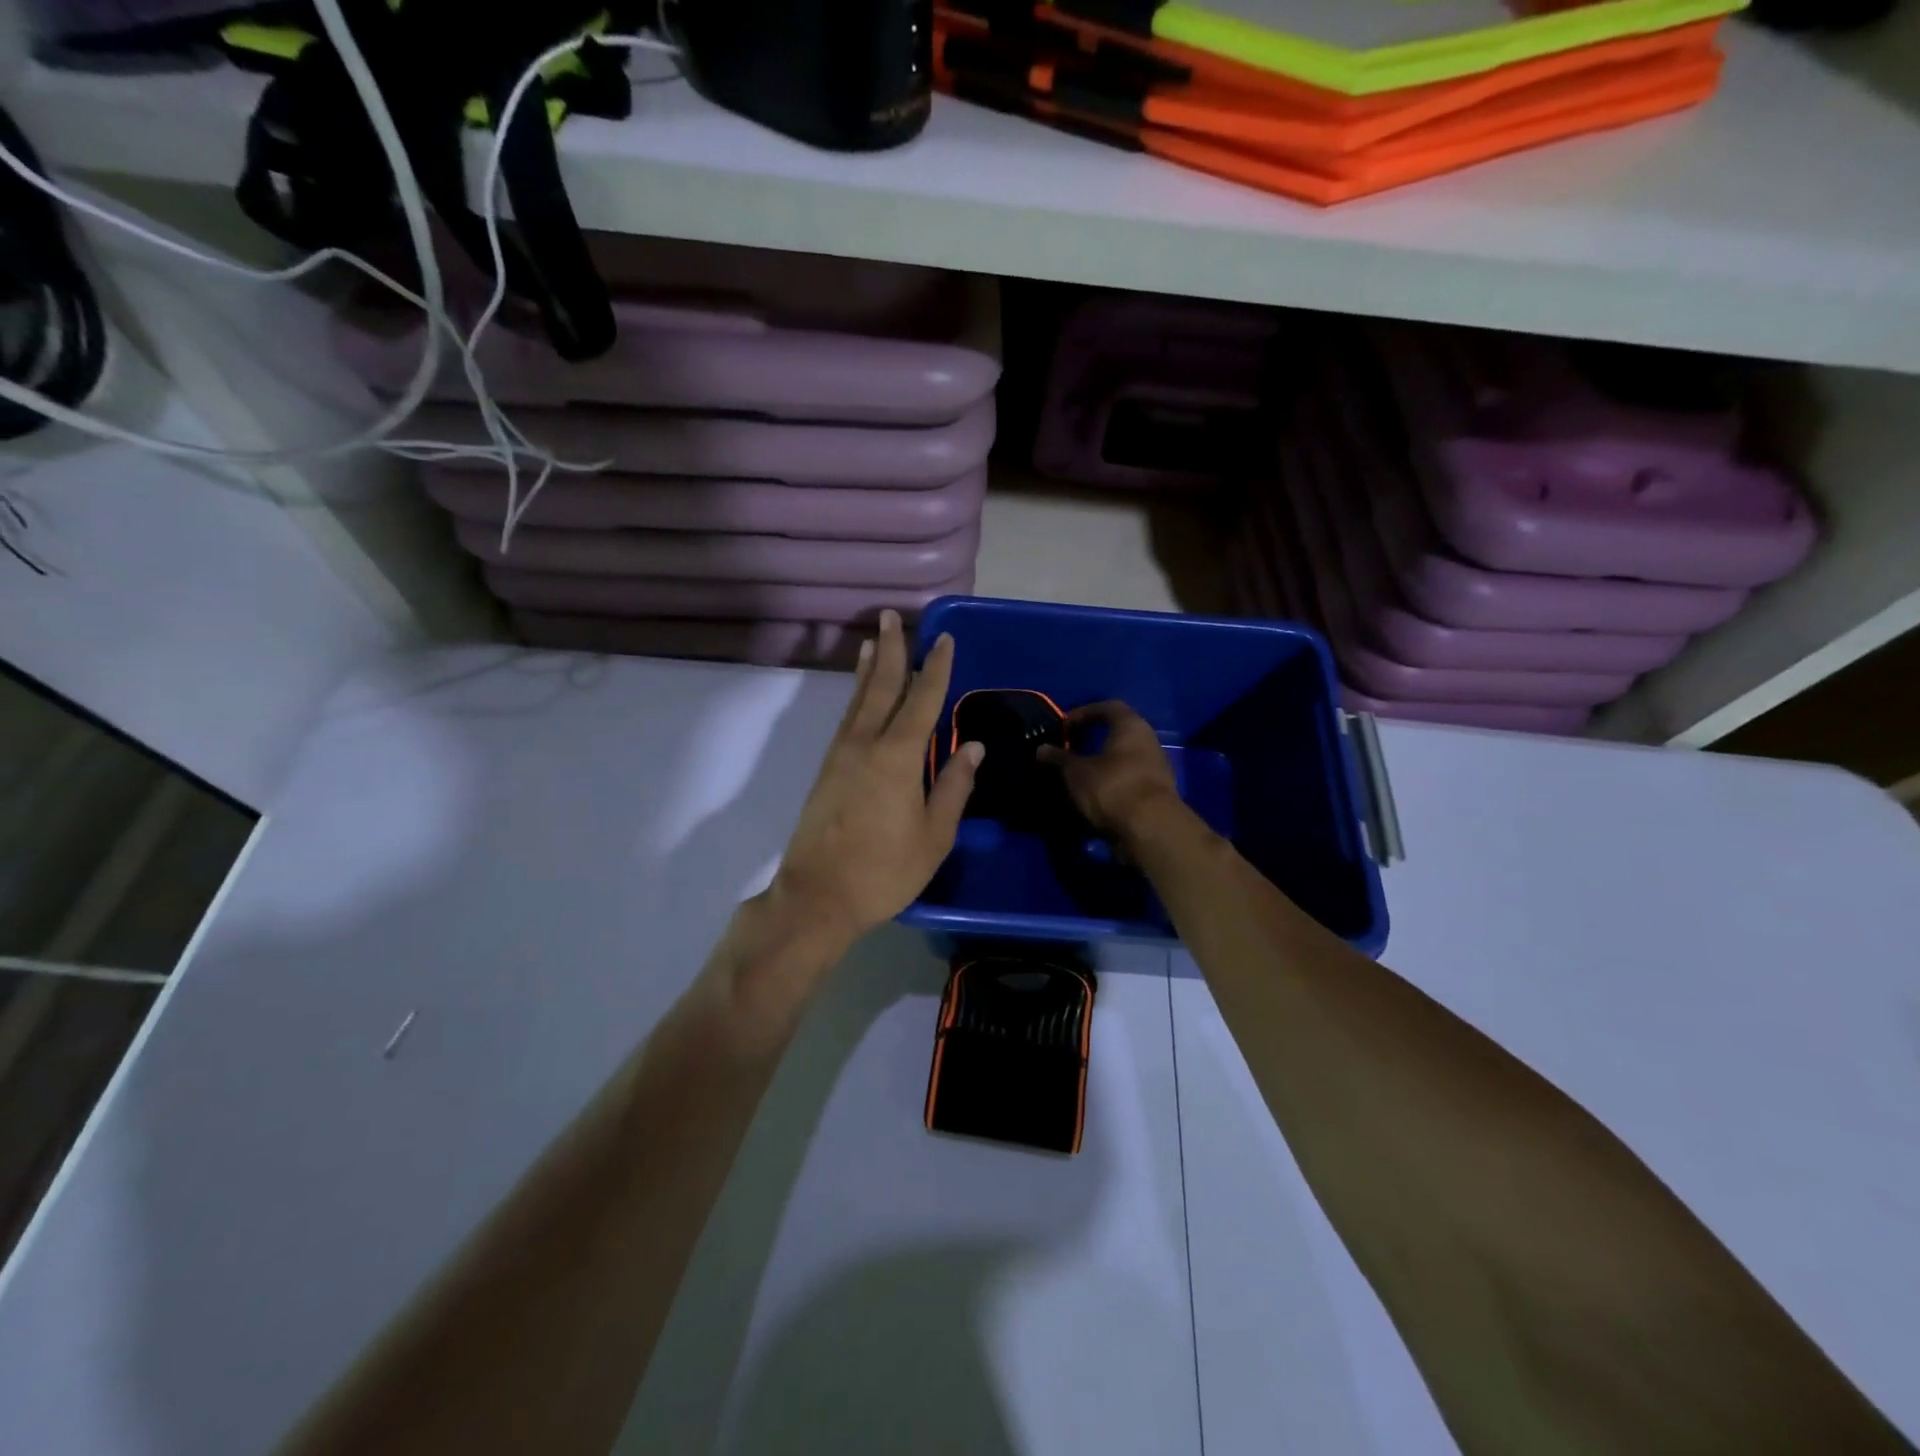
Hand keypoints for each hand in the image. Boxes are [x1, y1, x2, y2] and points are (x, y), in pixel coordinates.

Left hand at [768, 610, 982, 952]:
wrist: (818, 896)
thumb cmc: (885, 870)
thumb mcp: (934, 835)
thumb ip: (954, 787)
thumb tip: (973, 748)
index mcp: (898, 756)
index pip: (923, 700)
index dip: (936, 668)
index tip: (944, 640)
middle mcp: (866, 744)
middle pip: (881, 686)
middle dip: (891, 650)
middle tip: (893, 617)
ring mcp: (842, 755)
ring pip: (859, 700)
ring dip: (868, 668)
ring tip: (873, 641)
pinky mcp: (827, 770)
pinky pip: (847, 719)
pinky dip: (855, 696)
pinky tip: (860, 695)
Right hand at [1038, 700, 1179, 843]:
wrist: (1151, 829)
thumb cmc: (1111, 787)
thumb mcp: (1076, 773)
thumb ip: (1058, 759)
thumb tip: (1041, 749)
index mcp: (1131, 726)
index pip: (1108, 707)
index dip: (1084, 713)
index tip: (1065, 726)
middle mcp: (1149, 741)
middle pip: (1119, 733)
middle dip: (1095, 739)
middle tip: (1072, 748)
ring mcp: (1157, 767)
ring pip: (1126, 758)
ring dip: (1104, 763)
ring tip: (1080, 775)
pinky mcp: (1158, 793)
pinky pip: (1131, 779)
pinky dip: (1113, 782)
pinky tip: (1096, 795)